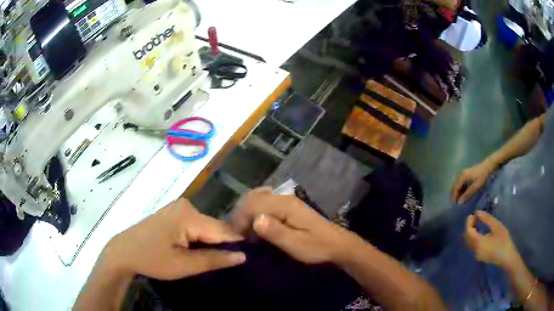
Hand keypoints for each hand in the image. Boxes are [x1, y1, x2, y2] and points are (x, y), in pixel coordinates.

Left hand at [102, 198, 245, 279]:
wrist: (124, 251)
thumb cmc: (151, 260)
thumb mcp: (183, 265)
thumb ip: (214, 260)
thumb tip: (243, 256)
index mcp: (189, 216)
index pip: (224, 230)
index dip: (237, 245)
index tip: (250, 258)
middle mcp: (187, 205)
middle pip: (215, 227)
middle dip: (223, 245)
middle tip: (230, 264)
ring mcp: (179, 208)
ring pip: (206, 227)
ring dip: (211, 243)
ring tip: (215, 260)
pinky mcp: (174, 213)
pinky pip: (196, 226)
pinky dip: (200, 239)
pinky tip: (198, 251)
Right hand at [230, 188, 354, 263]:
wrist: (338, 244)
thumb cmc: (317, 247)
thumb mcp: (296, 245)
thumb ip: (276, 232)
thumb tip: (255, 220)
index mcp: (286, 206)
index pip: (254, 205)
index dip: (241, 218)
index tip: (236, 235)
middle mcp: (284, 198)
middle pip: (254, 198)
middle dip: (241, 213)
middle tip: (237, 232)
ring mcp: (287, 200)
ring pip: (259, 197)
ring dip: (247, 210)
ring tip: (243, 228)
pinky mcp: (289, 205)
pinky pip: (266, 201)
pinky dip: (255, 209)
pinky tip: (255, 221)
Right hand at [452, 159, 496, 203]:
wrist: (489, 165)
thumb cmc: (482, 176)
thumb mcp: (475, 187)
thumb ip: (467, 195)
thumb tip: (459, 203)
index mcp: (462, 177)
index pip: (455, 188)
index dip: (454, 197)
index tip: (455, 205)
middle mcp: (461, 174)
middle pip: (455, 186)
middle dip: (455, 194)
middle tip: (458, 202)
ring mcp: (464, 173)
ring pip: (459, 184)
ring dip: (459, 191)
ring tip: (462, 199)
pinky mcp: (467, 173)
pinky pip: (462, 182)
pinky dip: (462, 188)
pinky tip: (465, 192)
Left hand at [464, 211, 518, 268]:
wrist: (506, 257)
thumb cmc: (503, 240)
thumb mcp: (496, 226)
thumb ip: (486, 219)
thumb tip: (477, 212)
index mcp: (478, 243)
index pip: (468, 231)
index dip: (469, 222)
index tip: (473, 214)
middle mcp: (474, 250)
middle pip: (467, 237)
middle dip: (469, 226)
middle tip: (476, 217)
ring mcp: (476, 255)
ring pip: (469, 242)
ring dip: (471, 232)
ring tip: (478, 222)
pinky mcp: (479, 256)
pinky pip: (472, 246)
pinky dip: (473, 238)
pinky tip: (479, 232)